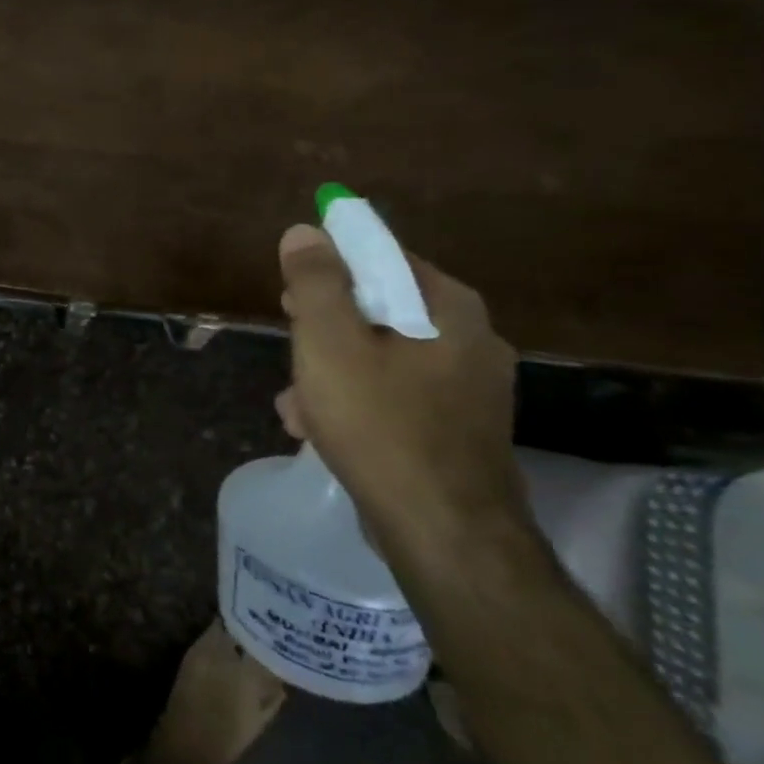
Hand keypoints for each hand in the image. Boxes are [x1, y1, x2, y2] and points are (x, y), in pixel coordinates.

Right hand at [275, 224, 527, 545]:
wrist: (442, 531)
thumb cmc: (380, 423)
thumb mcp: (330, 342)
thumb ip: (316, 282)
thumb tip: (305, 232)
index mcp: (449, 309)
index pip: (383, 257)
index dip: (330, 268)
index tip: (293, 296)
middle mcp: (470, 340)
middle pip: (379, 309)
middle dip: (324, 330)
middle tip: (294, 350)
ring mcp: (469, 389)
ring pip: (380, 357)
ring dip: (330, 373)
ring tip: (298, 405)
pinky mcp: (457, 429)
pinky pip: (393, 396)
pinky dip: (354, 403)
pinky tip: (321, 430)